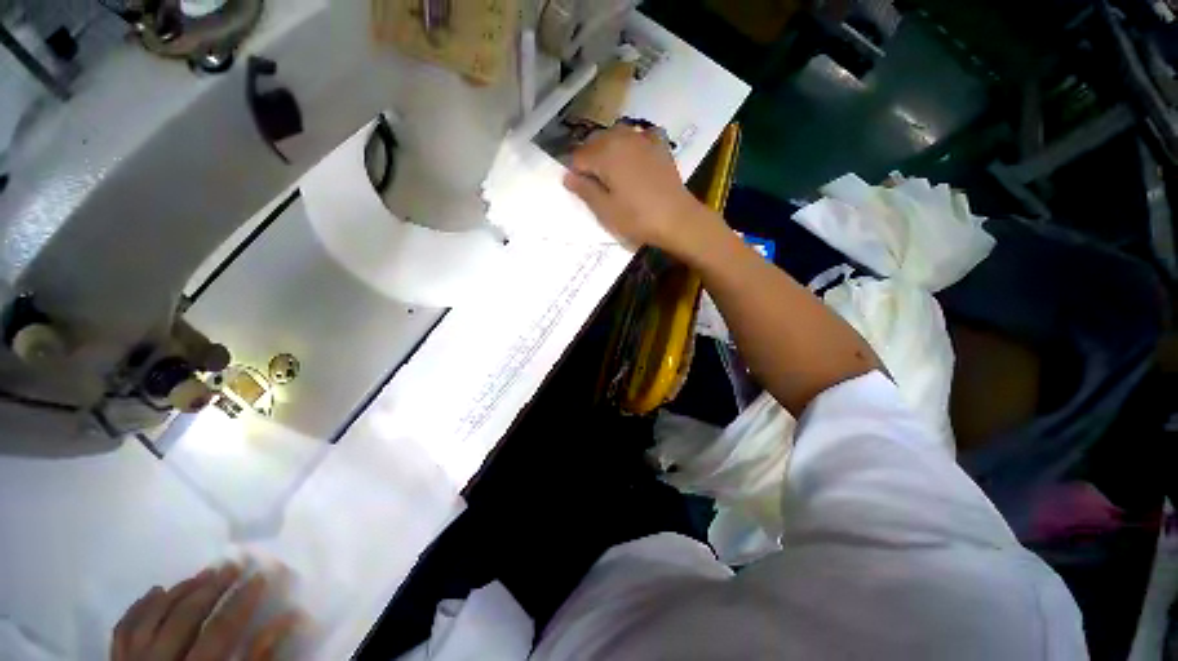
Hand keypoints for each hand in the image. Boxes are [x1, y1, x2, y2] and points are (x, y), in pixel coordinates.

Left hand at [112, 564, 300, 660]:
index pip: (220, 630)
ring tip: (201, 574)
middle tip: (232, 565)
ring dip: (180, 591)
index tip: (261, 576)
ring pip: (154, 616)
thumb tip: (287, 619)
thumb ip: (257, 659)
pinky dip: (142, 606)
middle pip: (185, 617)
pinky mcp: (117, 660)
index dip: (242, 601)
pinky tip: (158, 591)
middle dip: (211, 588)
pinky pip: (125, 627)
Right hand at [564, 125, 708, 253]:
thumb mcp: (606, 210)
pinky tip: (635, 156)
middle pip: (595, 142)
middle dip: (590, 159)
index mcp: (605, 154)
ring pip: (616, 135)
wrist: (677, 219)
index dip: (576, 173)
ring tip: (613, 173)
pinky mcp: (659, 145)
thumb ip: (585, 190)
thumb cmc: (637, 218)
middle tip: (595, 184)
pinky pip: (640, 136)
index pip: (578, 157)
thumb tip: (567, 176)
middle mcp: (621, 138)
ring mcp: (643, 138)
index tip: (581, 190)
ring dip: (609, 149)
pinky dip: (633, 143)